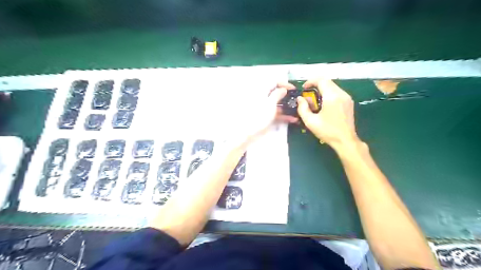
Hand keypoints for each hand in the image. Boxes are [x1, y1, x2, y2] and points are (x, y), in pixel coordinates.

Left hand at [226, 82, 297, 149]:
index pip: (274, 82)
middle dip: (288, 97)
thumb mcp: (270, 103)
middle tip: (297, 101)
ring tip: (297, 111)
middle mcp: (263, 98)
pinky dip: (283, 115)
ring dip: (287, 108)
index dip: (284, 84)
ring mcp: (264, 108)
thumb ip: (277, 94)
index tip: (293, 89)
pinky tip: (292, 119)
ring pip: (277, 105)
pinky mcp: (265, 117)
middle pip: (276, 94)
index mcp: (262, 91)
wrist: (248, 132)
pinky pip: (275, 113)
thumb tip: (283, 89)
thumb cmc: (259, 115)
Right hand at [297, 78, 360, 149]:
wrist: (345, 141)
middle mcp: (341, 94)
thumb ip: (302, 108)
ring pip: (333, 86)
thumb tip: (300, 99)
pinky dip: (328, 94)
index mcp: (332, 96)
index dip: (311, 81)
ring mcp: (347, 98)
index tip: (304, 88)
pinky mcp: (349, 102)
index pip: (321, 80)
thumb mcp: (310, 121)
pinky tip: (323, 105)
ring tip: (315, 101)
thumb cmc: (327, 131)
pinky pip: (337, 92)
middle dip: (316, 85)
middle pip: (327, 82)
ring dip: (322, 90)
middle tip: (308, 95)